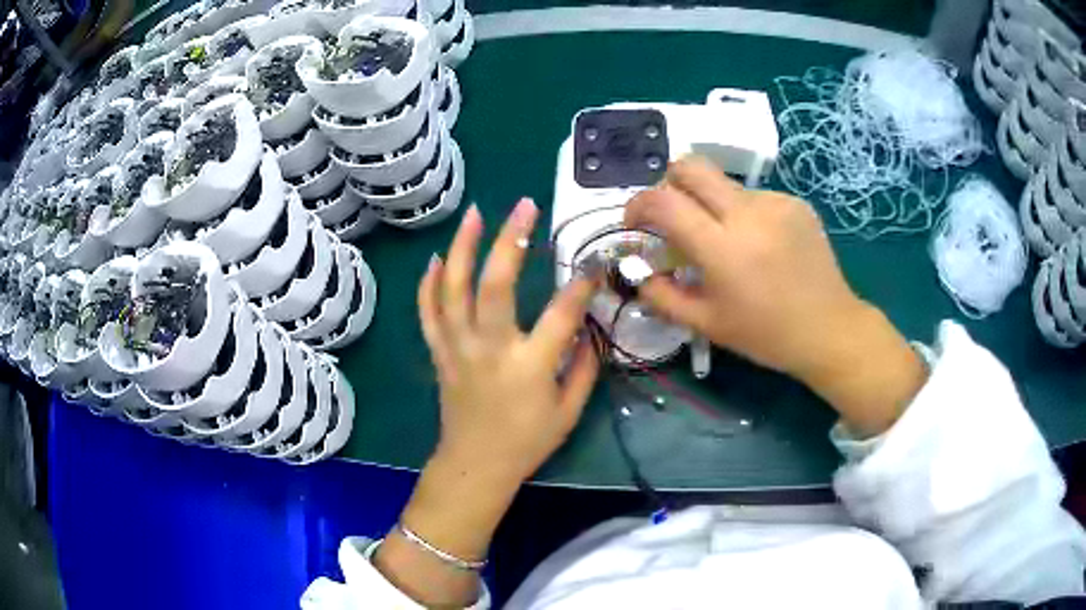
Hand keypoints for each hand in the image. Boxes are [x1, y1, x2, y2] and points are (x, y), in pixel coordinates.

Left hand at [374, 200, 599, 606]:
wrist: (475, 465)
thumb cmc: (526, 442)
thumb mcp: (569, 411)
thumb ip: (585, 367)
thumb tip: (592, 328)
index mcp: (529, 366)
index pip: (560, 314)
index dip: (580, 285)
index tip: (592, 264)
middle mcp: (489, 349)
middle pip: (495, 284)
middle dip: (510, 240)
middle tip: (524, 207)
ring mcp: (458, 348)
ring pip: (454, 289)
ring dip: (463, 247)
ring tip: (475, 214)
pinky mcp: (440, 352)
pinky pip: (428, 312)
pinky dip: (429, 284)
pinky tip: (435, 259)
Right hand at [626, 157, 925, 435]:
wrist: (829, 328)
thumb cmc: (766, 334)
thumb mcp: (708, 325)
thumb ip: (663, 297)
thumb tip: (638, 274)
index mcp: (723, 248)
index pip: (663, 201)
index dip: (638, 205)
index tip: (636, 222)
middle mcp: (747, 213)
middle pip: (691, 166)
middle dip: (669, 182)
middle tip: (672, 214)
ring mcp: (775, 202)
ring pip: (724, 184)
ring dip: (711, 205)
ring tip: (727, 243)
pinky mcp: (794, 202)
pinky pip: (753, 196)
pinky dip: (742, 214)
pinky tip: (759, 244)